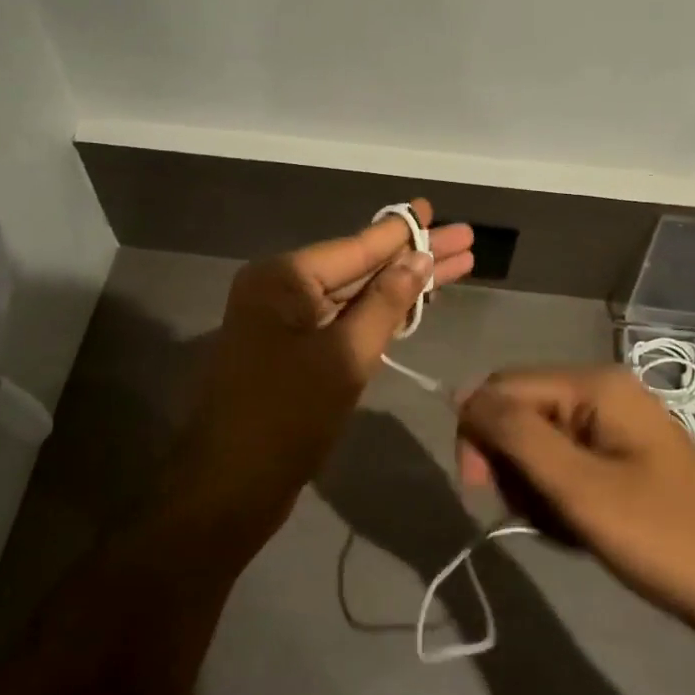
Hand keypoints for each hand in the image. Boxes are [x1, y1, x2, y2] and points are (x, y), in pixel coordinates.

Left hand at [175, 200, 473, 542]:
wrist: (230, 486)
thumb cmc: (287, 417)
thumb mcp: (344, 357)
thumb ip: (384, 304)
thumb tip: (418, 259)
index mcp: (283, 278)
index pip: (355, 247)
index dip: (401, 232)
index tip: (433, 208)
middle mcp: (280, 288)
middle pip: (358, 266)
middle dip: (412, 257)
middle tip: (464, 239)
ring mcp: (283, 320)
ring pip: (352, 294)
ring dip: (400, 285)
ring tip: (455, 266)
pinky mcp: (290, 349)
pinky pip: (339, 320)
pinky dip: (375, 314)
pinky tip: (413, 302)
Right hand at [456, 367, 694, 670]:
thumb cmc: (665, 538)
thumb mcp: (580, 488)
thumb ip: (517, 436)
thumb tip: (463, 398)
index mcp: (594, 384)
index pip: (502, 387)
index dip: (479, 432)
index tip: (480, 489)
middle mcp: (602, 392)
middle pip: (520, 413)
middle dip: (512, 464)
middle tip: (535, 515)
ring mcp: (615, 425)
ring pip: (538, 443)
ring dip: (534, 487)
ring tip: (565, 528)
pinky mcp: (622, 457)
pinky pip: (566, 464)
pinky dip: (560, 497)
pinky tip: (581, 530)